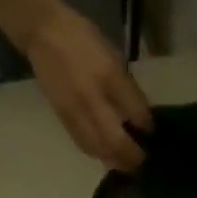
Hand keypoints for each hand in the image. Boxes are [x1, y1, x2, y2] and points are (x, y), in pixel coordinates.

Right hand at [20, 0, 153, 171]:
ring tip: (126, 164)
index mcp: (108, 77)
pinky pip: (84, 145)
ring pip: (99, 149)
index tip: (152, 133)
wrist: (43, 33)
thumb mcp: (112, 56)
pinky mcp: (63, 119)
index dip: (146, 126)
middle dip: (131, 156)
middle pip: (115, 141)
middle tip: (141, 161)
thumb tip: (140, 116)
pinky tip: (106, 156)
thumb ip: (126, 87)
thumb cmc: (83, 40)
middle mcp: (92, 99)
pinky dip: (98, 154)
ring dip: (115, 161)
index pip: (134, 112)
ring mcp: (76, 112)